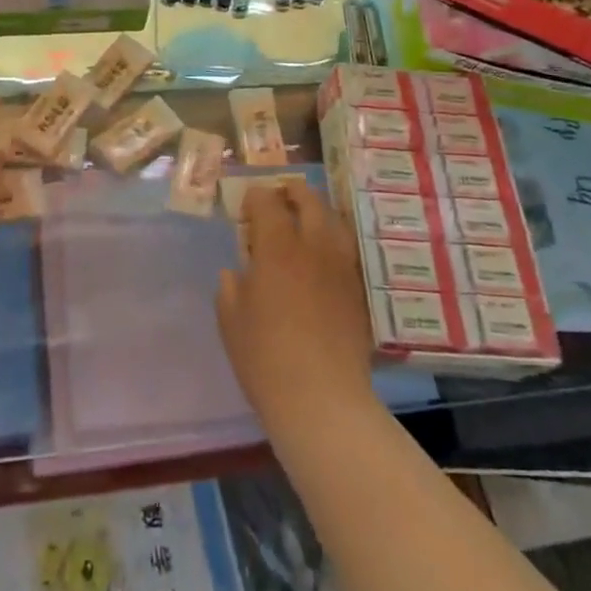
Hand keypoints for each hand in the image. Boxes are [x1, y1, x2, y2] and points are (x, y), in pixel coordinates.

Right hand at [217, 180, 374, 432]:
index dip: (255, 198)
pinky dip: (334, 240)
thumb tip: (238, 272)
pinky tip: (323, 256)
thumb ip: (231, 287)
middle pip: (309, 200)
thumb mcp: (231, 319)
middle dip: (292, 192)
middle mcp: (313, 246)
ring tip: (306, 220)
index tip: (246, 208)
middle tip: (279, 198)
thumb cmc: (265, 357)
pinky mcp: (359, 290)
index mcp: (277, 247)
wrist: (322, 398)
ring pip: (335, 221)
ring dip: (319, 211)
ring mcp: (341, 267)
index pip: (267, 202)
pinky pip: (348, 250)